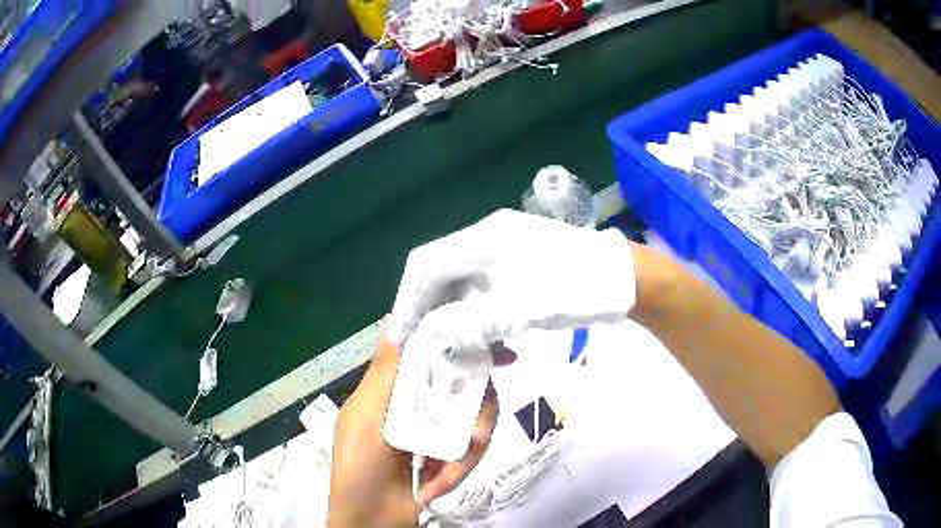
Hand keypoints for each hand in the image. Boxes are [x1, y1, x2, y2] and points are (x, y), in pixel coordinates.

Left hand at [328, 330, 501, 527]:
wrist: (374, 521)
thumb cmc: (359, 465)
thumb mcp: (364, 415)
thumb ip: (384, 372)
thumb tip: (394, 318)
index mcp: (396, 389)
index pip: (433, 354)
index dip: (462, 344)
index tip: (494, 346)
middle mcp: (421, 404)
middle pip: (466, 386)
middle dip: (478, 408)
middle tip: (479, 431)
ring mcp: (439, 431)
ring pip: (476, 419)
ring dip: (470, 445)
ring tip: (455, 468)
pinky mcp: (453, 456)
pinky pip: (472, 451)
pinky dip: (460, 469)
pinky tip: (438, 485)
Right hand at [386, 209, 635, 351]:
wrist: (623, 278)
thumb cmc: (572, 289)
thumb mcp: (518, 310)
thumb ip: (468, 323)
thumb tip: (429, 336)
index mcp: (482, 240)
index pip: (426, 265)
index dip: (408, 300)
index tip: (401, 334)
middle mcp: (488, 237)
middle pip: (441, 271)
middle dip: (428, 308)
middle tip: (422, 341)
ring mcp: (505, 247)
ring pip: (463, 280)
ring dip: (454, 312)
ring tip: (451, 343)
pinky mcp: (520, 260)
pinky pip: (485, 284)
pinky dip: (477, 310)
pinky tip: (486, 335)